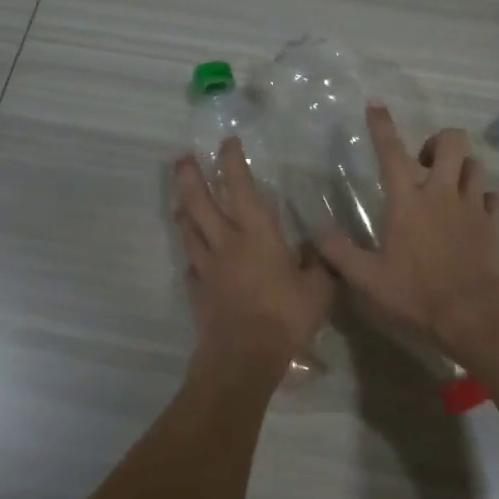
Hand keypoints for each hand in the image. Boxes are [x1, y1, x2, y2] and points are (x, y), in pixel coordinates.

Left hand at [174, 139, 334, 371]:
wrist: (244, 356)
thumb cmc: (285, 316)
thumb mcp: (318, 289)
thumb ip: (317, 265)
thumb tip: (315, 250)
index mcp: (257, 234)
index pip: (241, 187)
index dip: (233, 162)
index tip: (227, 142)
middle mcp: (226, 243)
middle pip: (201, 202)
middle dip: (190, 177)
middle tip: (182, 157)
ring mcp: (207, 267)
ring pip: (189, 230)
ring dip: (184, 210)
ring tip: (179, 199)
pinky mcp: (198, 291)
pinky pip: (191, 265)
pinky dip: (190, 254)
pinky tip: (192, 255)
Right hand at [317, 105, 498, 354]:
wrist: (474, 313)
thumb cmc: (417, 293)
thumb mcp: (368, 278)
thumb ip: (341, 253)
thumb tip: (318, 231)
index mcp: (407, 201)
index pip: (391, 152)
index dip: (382, 125)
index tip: (376, 104)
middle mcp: (442, 193)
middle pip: (451, 141)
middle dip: (438, 141)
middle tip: (425, 164)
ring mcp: (472, 205)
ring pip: (475, 164)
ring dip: (462, 167)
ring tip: (449, 186)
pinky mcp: (494, 222)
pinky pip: (493, 196)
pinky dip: (484, 197)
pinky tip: (475, 210)